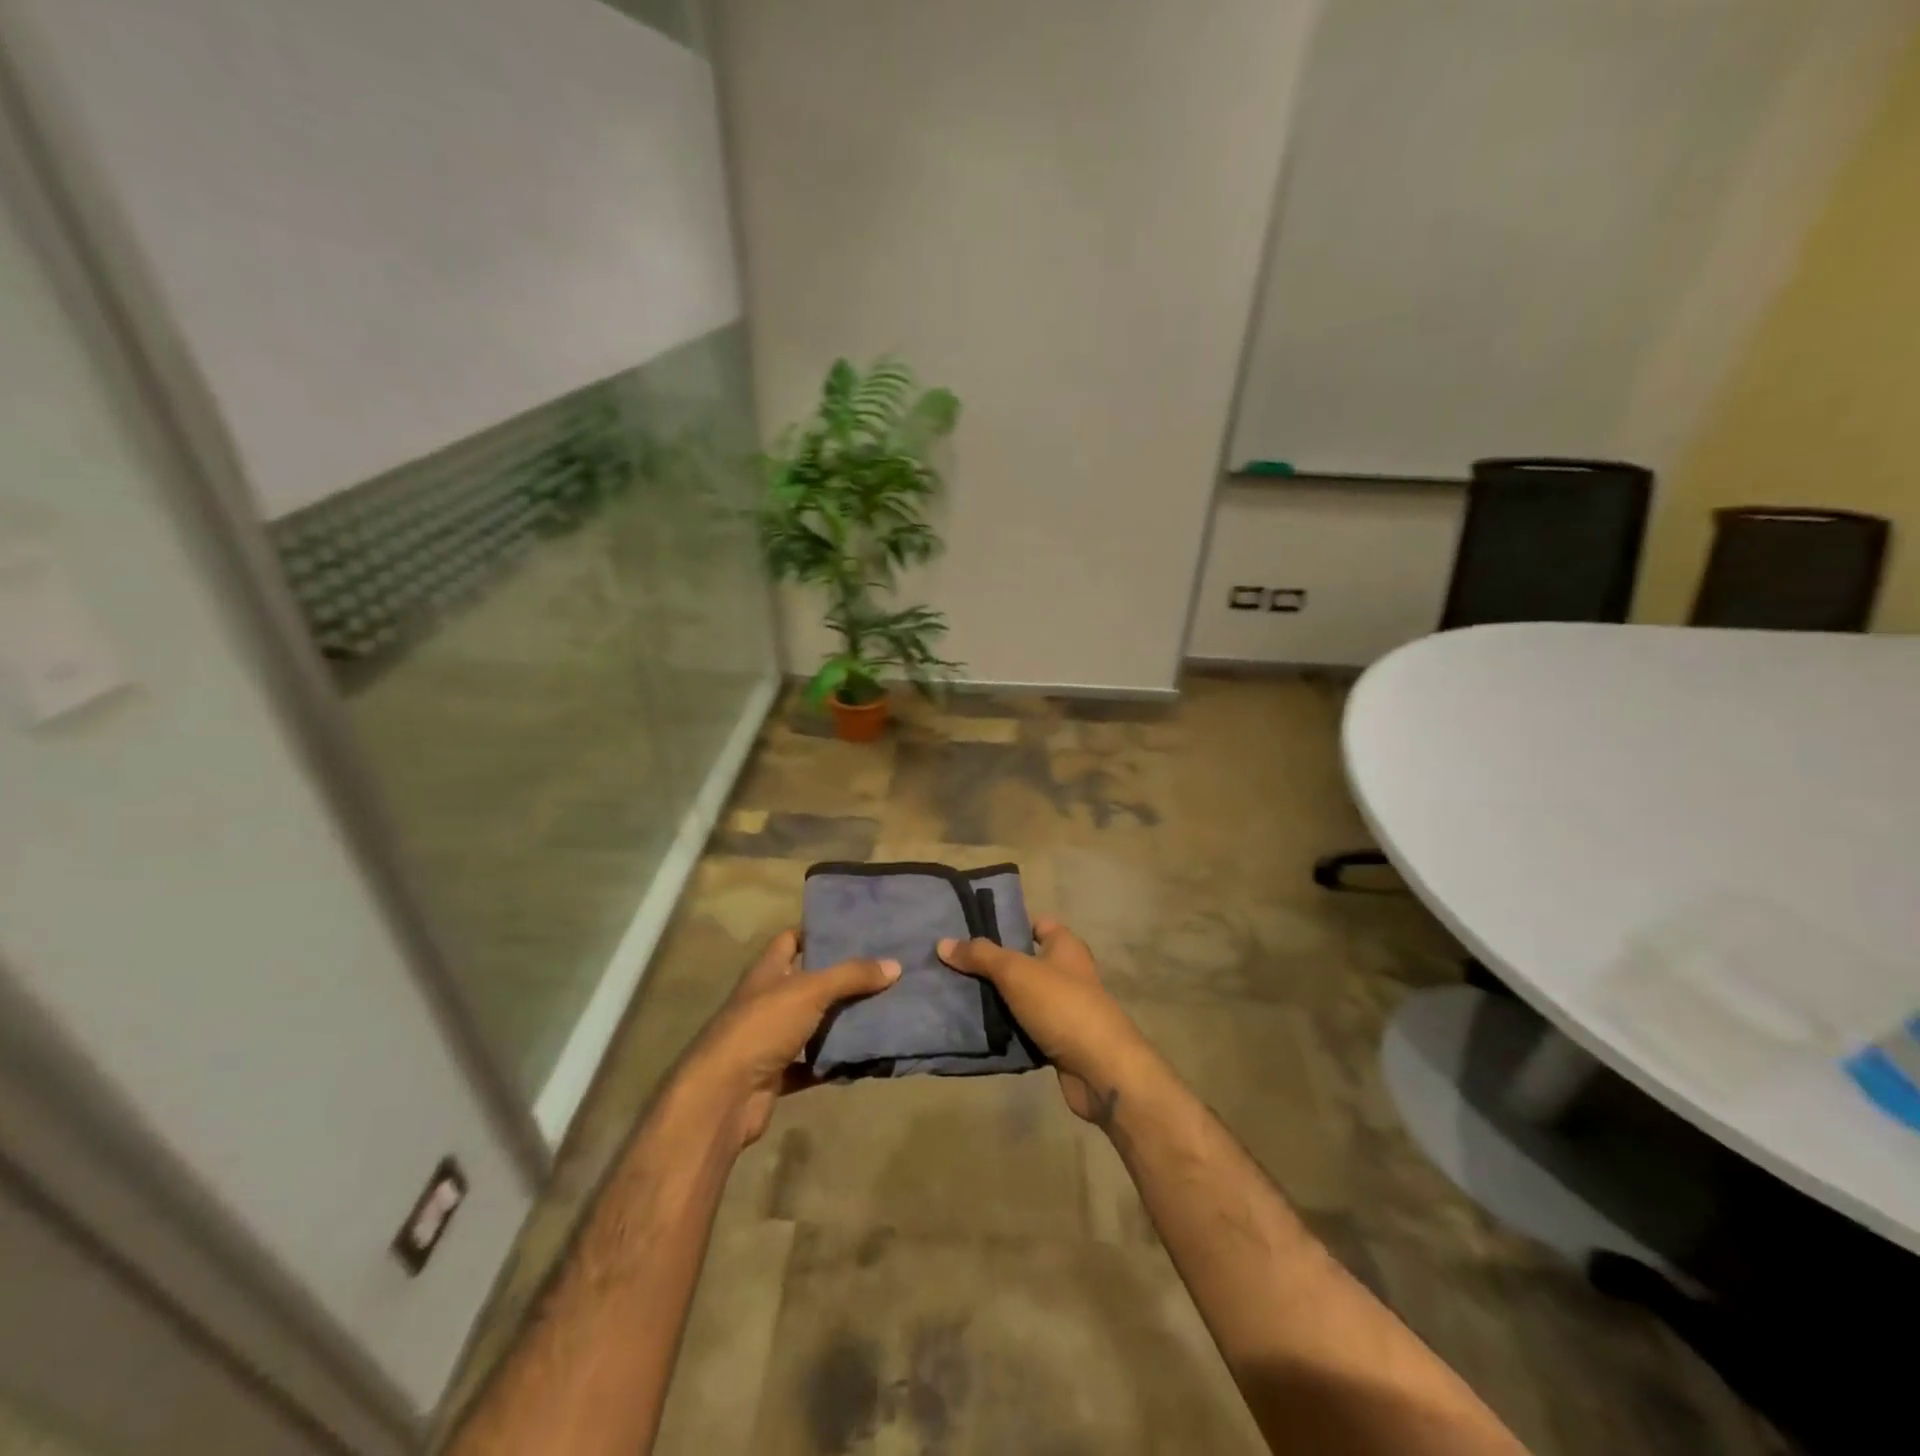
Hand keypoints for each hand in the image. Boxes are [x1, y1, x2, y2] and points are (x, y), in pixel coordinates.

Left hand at [678, 929, 898, 1147]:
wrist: (724, 1096)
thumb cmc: (762, 1027)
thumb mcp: (810, 991)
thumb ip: (851, 976)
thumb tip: (894, 965)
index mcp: (767, 972)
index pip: (790, 940)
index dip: (817, 932)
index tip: (853, 929)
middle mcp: (766, 1001)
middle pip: (806, 982)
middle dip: (840, 978)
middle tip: (882, 969)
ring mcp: (769, 1039)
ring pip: (811, 1024)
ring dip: (839, 1021)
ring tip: (882, 1008)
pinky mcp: (775, 1074)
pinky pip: (811, 1063)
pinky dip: (832, 1062)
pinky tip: (861, 1057)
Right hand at [938, 919, 1150, 1125]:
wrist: (1101, 1068)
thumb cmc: (1062, 1005)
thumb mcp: (1016, 972)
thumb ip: (980, 956)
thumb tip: (943, 943)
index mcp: (1065, 946)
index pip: (1036, 923)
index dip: (1009, 924)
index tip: (973, 932)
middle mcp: (1068, 972)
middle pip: (1025, 961)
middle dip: (993, 965)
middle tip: (954, 966)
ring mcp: (1065, 1008)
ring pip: (1023, 997)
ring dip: (997, 1000)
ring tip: (956, 996)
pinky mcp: (1060, 1040)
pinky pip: (1026, 1027)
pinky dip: (1007, 1029)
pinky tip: (977, 1030)